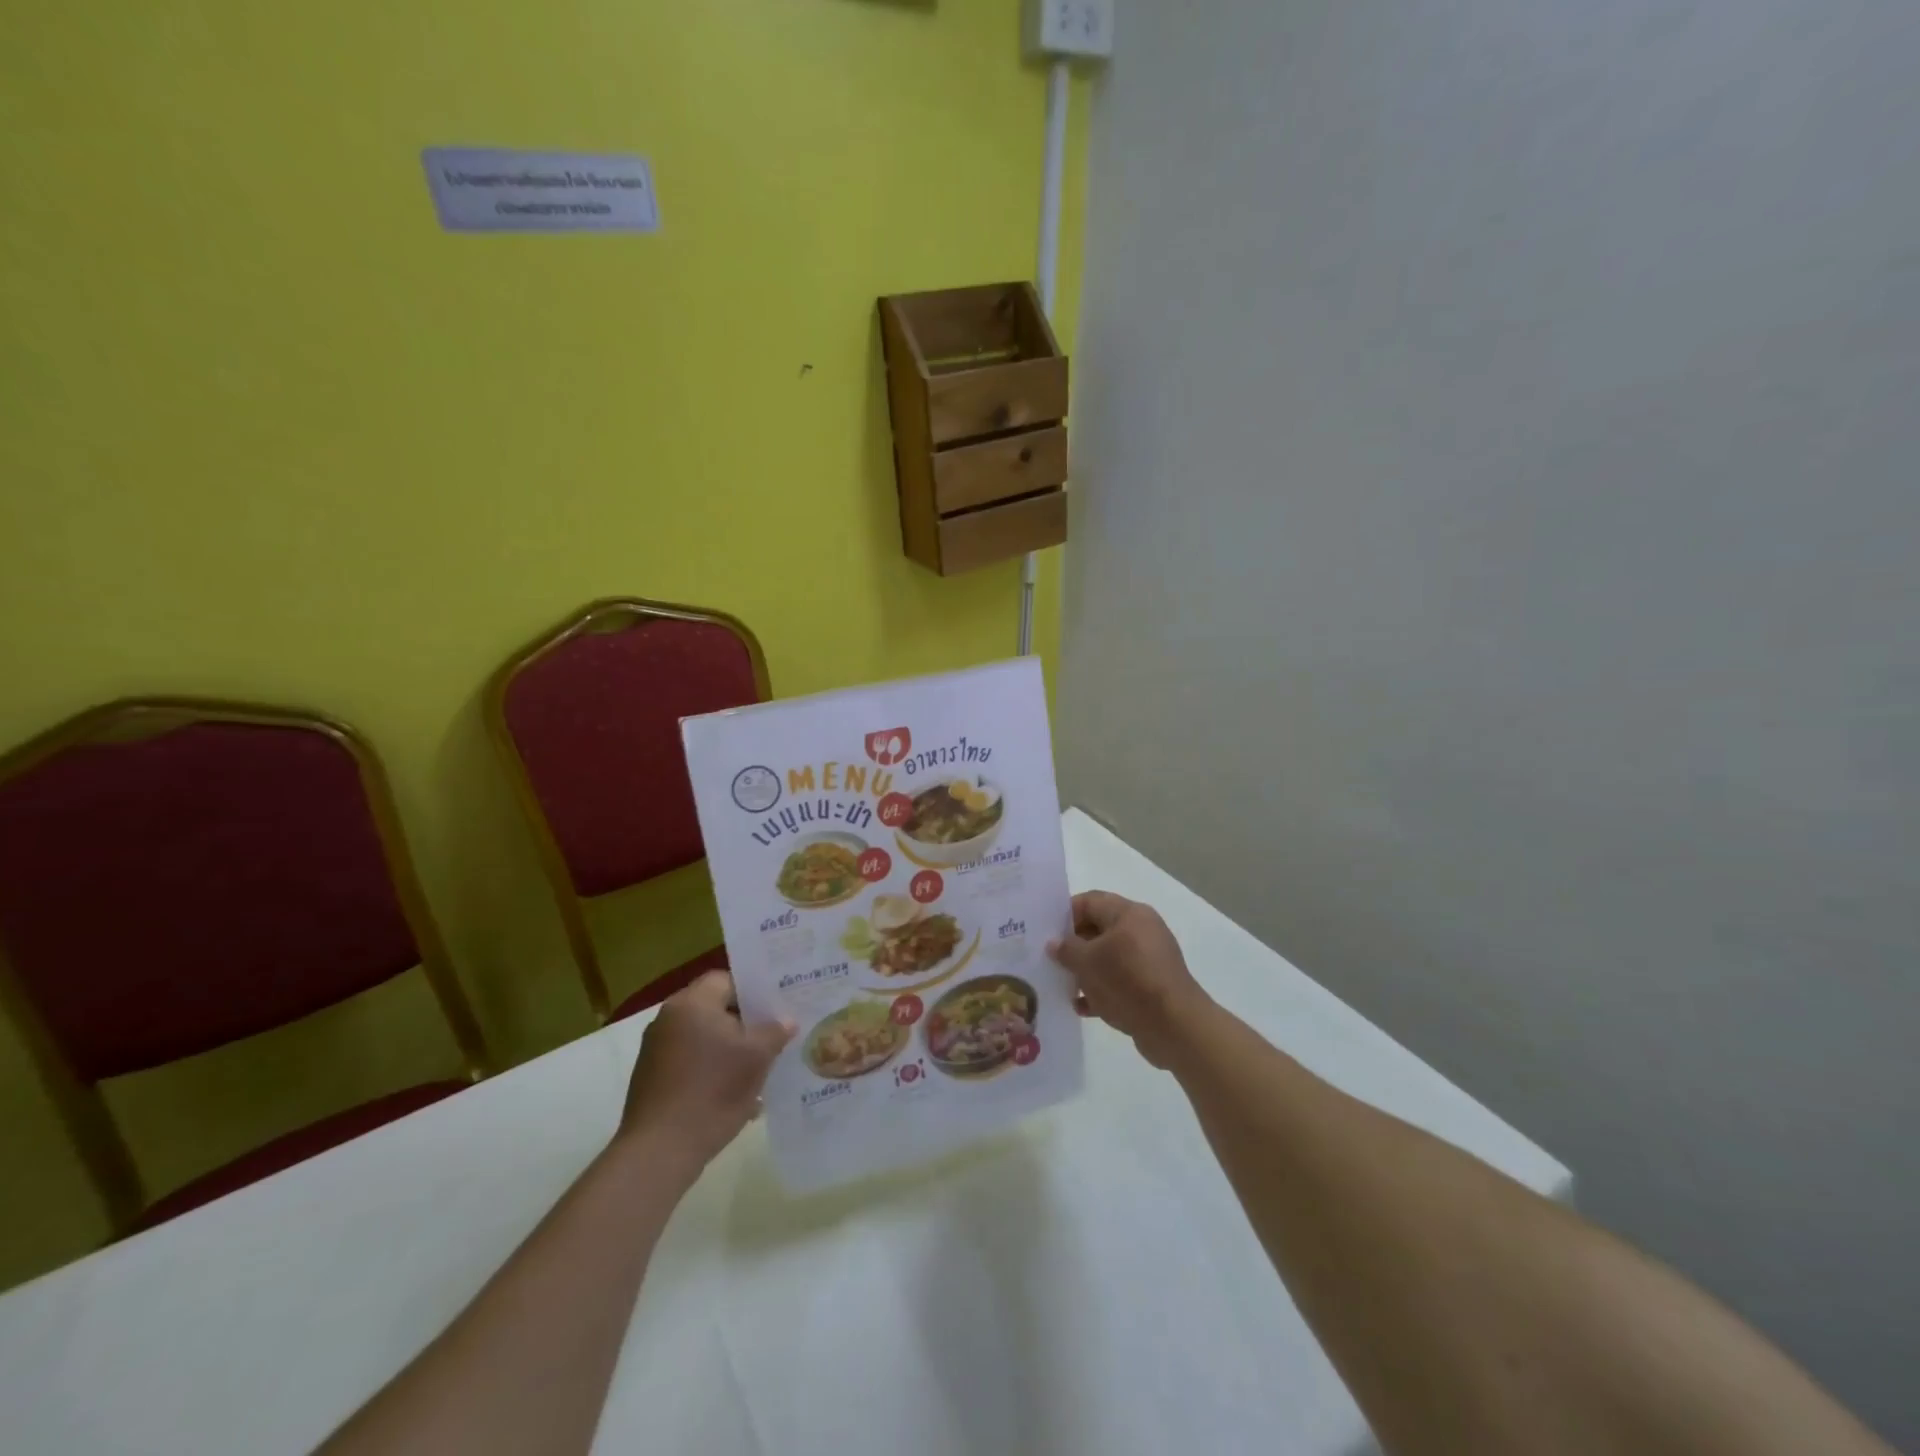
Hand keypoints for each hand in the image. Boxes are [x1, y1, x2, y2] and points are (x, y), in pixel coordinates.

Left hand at [619, 972, 794, 1167]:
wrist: (660, 1151)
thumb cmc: (713, 1091)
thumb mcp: (757, 1058)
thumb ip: (775, 1031)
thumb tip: (787, 1021)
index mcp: (692, 1003)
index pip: (728, 979)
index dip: (755, 991)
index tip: (777, 1008)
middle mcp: (668, 1019)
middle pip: (715, 1009)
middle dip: (745, 1023)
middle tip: (774, 1035)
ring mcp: (656, 1050)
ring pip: (704, 1037)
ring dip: (730, 1049)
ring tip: (759, 1068)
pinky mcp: (652, 1078)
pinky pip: (690, 1061)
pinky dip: (712, 1070)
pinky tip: (734, 1093)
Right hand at [1048, 891, 1215, 1068]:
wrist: (1174, 1026)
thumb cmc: (1128, 981)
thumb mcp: (1088, 963)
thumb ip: (1067, 949)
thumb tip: (1053, 943)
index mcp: (1129, 914)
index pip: (1090, 901)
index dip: (1065, 914)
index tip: (1045, 932)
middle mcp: (1141, 930)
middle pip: (1099, 929)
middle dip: (1073, 945)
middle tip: (1049, 960)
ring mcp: (1149, 959)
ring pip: (1108, 958)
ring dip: (1085, 970)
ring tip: (1062, 985)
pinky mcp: (1152, 986)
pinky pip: (1120, 981)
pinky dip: (1101, 990)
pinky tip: (1081, 1007)